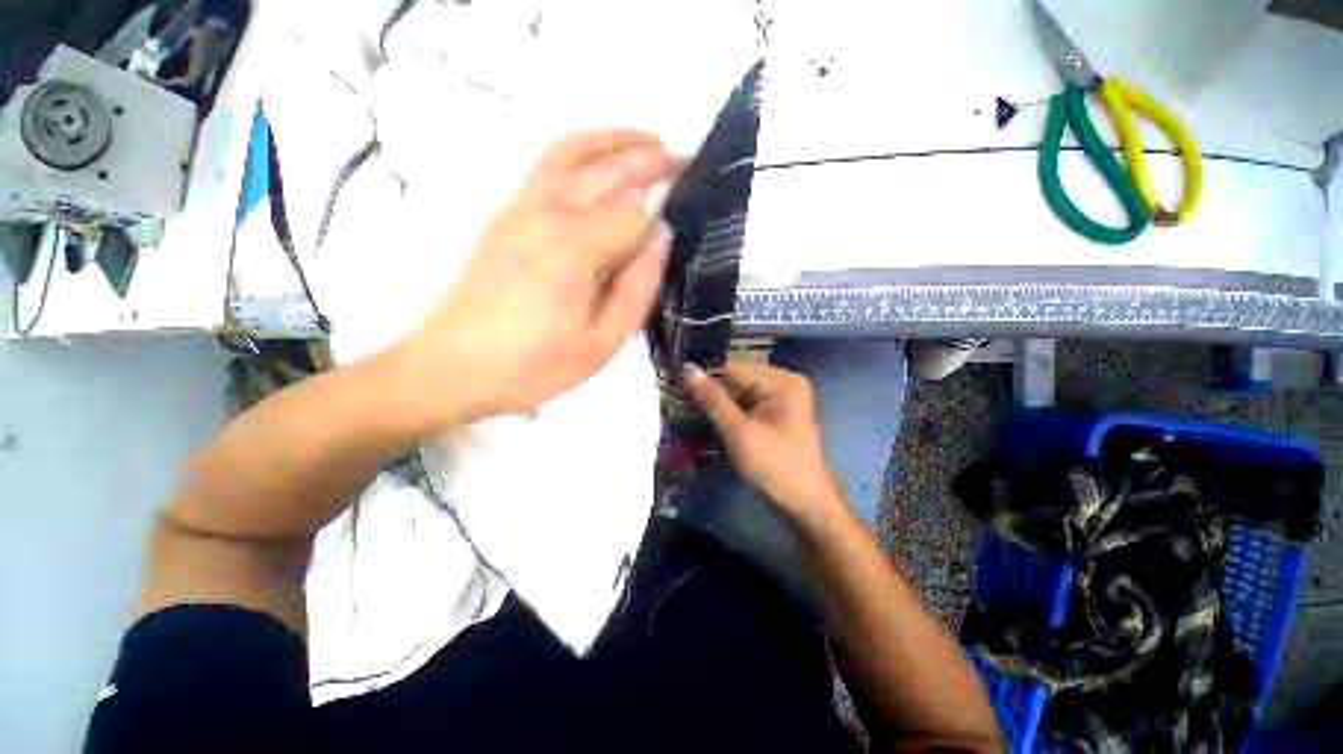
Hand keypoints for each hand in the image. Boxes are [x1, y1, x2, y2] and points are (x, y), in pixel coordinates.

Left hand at [396, 130, 680, 423]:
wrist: (451, 367)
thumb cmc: (532, 366)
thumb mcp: (600, 344)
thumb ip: (636, 290)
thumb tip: (659, 240)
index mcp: (572, 250)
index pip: (634, 218)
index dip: (662, 221)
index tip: (684, 226)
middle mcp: (545, 214)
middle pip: (606, 170)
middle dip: (649, 159)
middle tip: (683, 158)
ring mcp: (520, 207)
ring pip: (571, 151)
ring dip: (614, 139)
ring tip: (647, 140)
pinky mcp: (506, 213)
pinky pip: (548, 163)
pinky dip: (581, 149)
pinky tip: (599, 159)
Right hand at [685, 360, 846, 523]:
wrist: (805, 504)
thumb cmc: (775, 466)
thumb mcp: (740, 433)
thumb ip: (713, 400)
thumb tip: (688, 369)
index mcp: (782, 380)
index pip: (733, 367)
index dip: (705, 376)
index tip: (676, 384)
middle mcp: (783, 381)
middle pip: (736, 379)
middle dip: (710, 391)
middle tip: (678, 400)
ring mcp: (780, 397)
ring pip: (738, 392)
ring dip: (717, 403)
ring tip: (688, 410)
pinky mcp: (775, 412)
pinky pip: (745, 404)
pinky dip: (728, 412)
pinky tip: (709, 420)